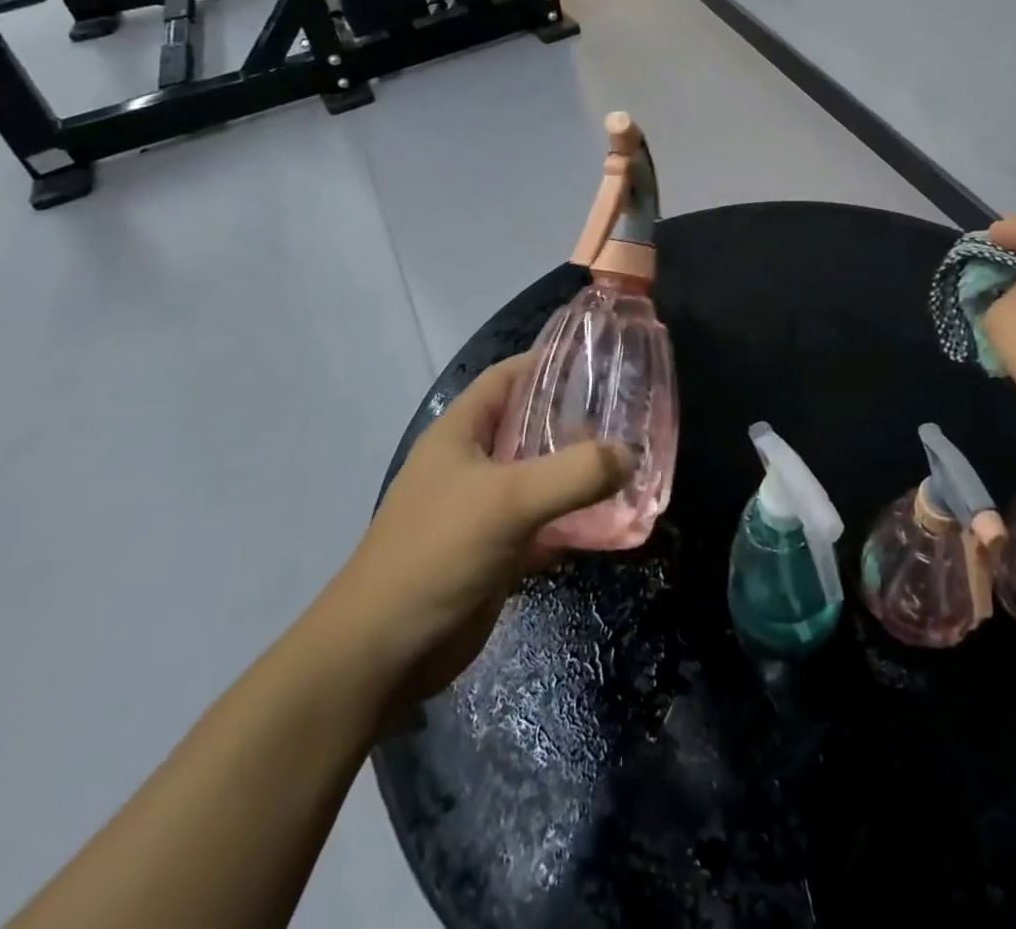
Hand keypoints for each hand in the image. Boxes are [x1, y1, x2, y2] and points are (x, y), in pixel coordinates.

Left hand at [322, 354, 631, 730]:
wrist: (383, 654)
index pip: (507, 378)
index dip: (549, 362)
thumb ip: (573, 474)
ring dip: (580, 474)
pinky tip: (616, 522)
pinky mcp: (497, 552)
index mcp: (461, 432)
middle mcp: (472, 463)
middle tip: (630, 414)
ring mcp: (483, 509)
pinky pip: (545, 525)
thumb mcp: (507, 501)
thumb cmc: (436, 552)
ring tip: (632, 463)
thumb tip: (629, 455)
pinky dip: (575, 522)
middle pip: (530, 426)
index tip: (601, 360)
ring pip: (541, 478)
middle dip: (576, 420)